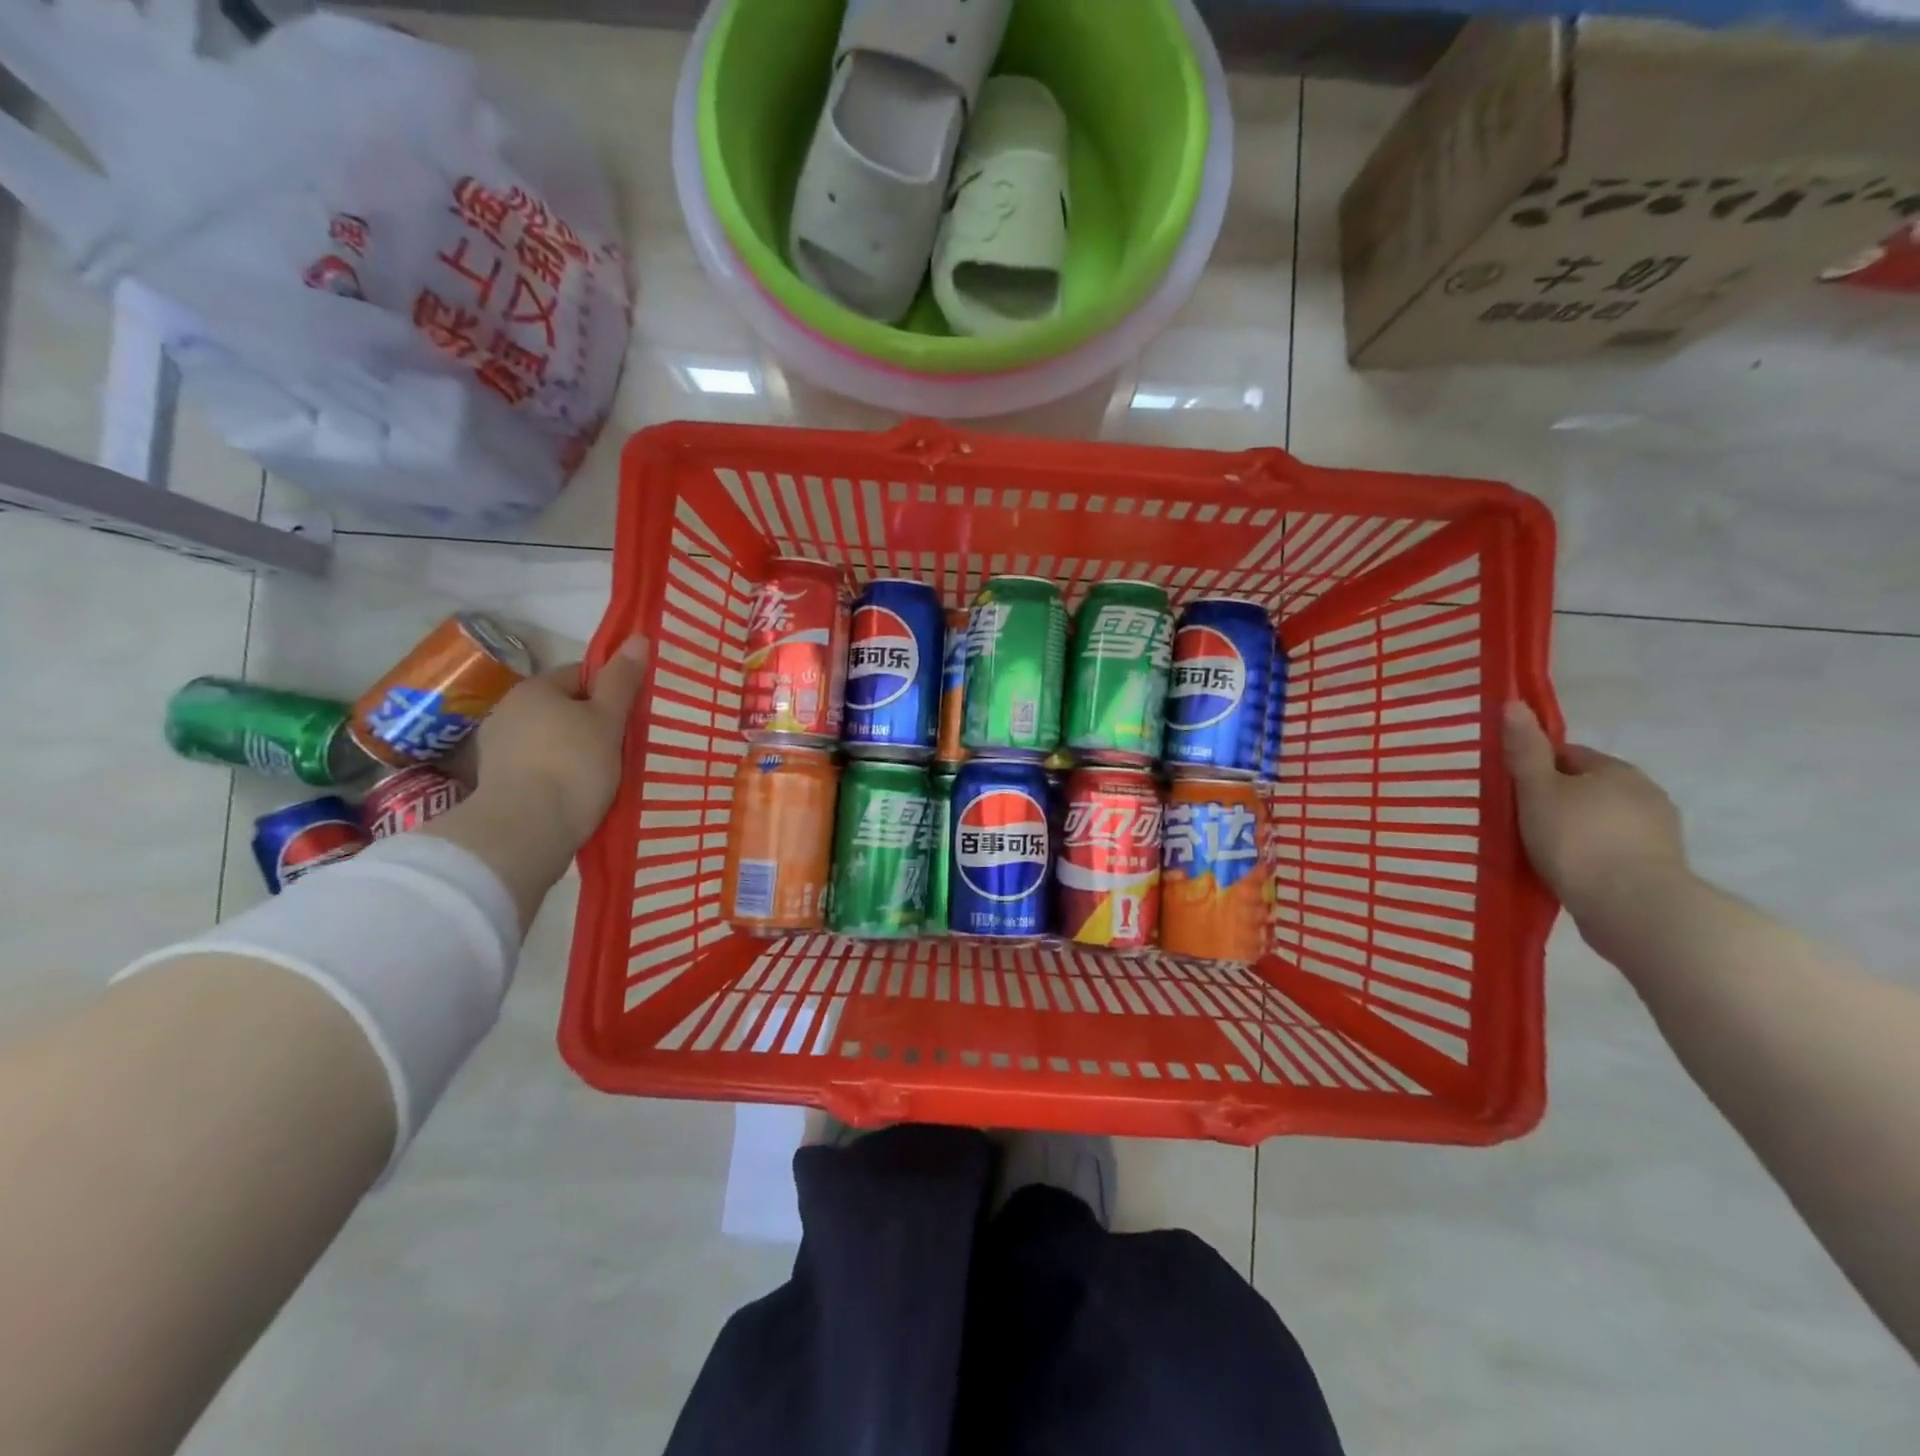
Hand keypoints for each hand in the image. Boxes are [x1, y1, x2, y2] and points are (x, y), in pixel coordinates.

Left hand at [469, 635, 648, 853]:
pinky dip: (556, 774)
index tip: (629, 718)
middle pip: (563, 708)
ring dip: (573, 750)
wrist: (525, 831)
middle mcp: (508, 710)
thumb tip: (638, 638)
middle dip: (591, 723)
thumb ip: (622, 681)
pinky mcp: (496, 782)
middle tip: (622, 747)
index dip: (610, 692)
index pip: (581, 675)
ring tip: (602, 775)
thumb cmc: (573, 766)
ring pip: (550, 739)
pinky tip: (575, 793)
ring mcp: (497, 748)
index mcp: (535, 689)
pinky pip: (537, 766)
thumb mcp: (608, 720)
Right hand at [1503, 702, 1687, 925]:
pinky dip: (1590, 854)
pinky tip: (1567, 871)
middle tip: (1520, 821)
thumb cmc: (1577, 840)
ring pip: (1600, 819)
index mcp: (1616, 770)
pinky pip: (1612, 849)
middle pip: (1586, 787)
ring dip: (1574, 829)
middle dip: (1556, 799)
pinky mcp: (1657, 866)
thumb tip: (1513, 703)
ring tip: (1541, 850)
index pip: (1568, 755)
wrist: (1633, 907)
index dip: (1535, 768)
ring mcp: (1657, 832)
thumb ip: (1525, 750)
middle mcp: (1644, 793)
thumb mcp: (1537, 791)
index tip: (1511, 790)